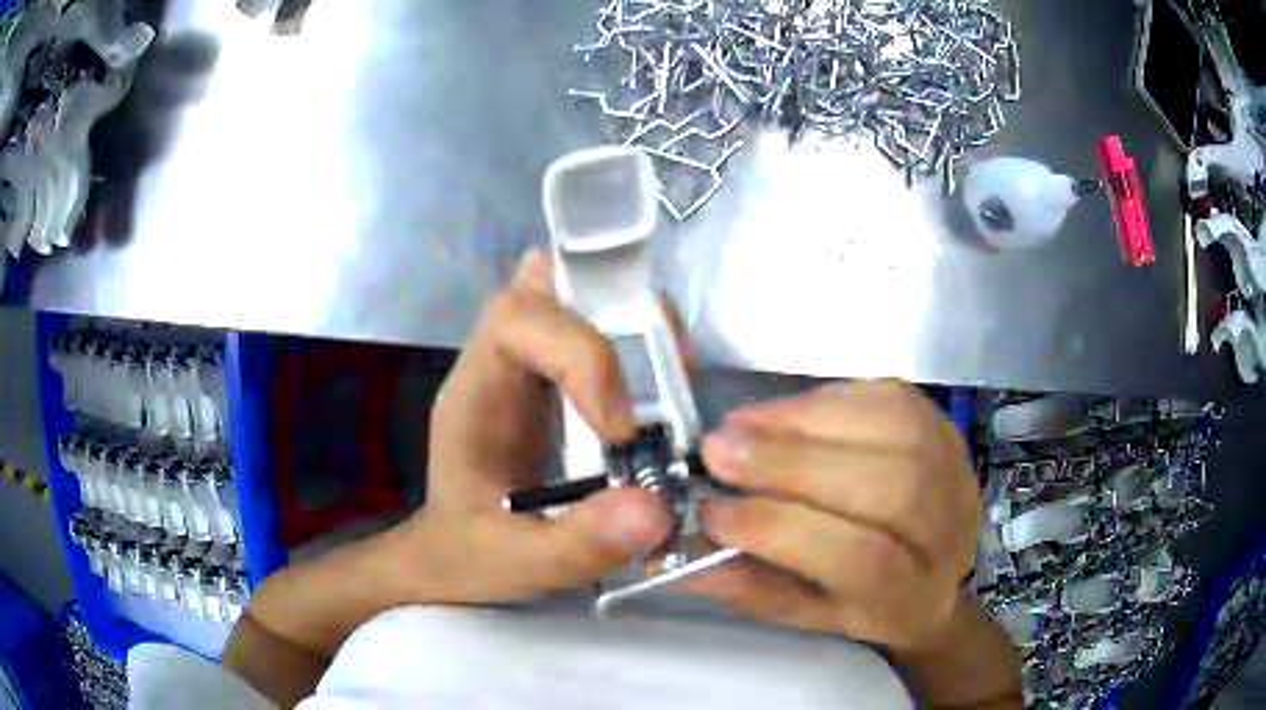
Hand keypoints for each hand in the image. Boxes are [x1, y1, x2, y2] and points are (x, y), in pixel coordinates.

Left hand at [398, 250, 672, 602]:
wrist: (453, 555)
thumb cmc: (472, 555)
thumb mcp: (522, 565)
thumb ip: (580, 541)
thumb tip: (657, 506)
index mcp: (474, 396)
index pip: (517, 320)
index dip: (581, 354)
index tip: (621, 428)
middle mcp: (498, 363)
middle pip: (547, 285)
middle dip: (614, 310)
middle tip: (669, 368)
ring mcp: (525, 365)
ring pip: (573, 295)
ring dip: (631, 318)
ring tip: (674, 377)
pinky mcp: (550, 378)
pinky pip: (589, 325)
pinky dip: (633, 337)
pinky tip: (659, 386)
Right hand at [688, 381, 980, 650]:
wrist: (934, 567)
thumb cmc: (866, 602)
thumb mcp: (807, 614)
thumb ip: (751, 587)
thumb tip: (682, 553)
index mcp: (914, 596)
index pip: (862, 559)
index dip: (783, 530)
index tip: (712, 511)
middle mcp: (950, 530)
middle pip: (889, 486)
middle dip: (794, 463)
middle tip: (718, 450)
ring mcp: (957, 469)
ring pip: (893, 428)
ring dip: (805, 420)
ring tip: (741, 425)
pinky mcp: (943, 425)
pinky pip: (886, 396)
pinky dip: (825, 398)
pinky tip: (783, 413)